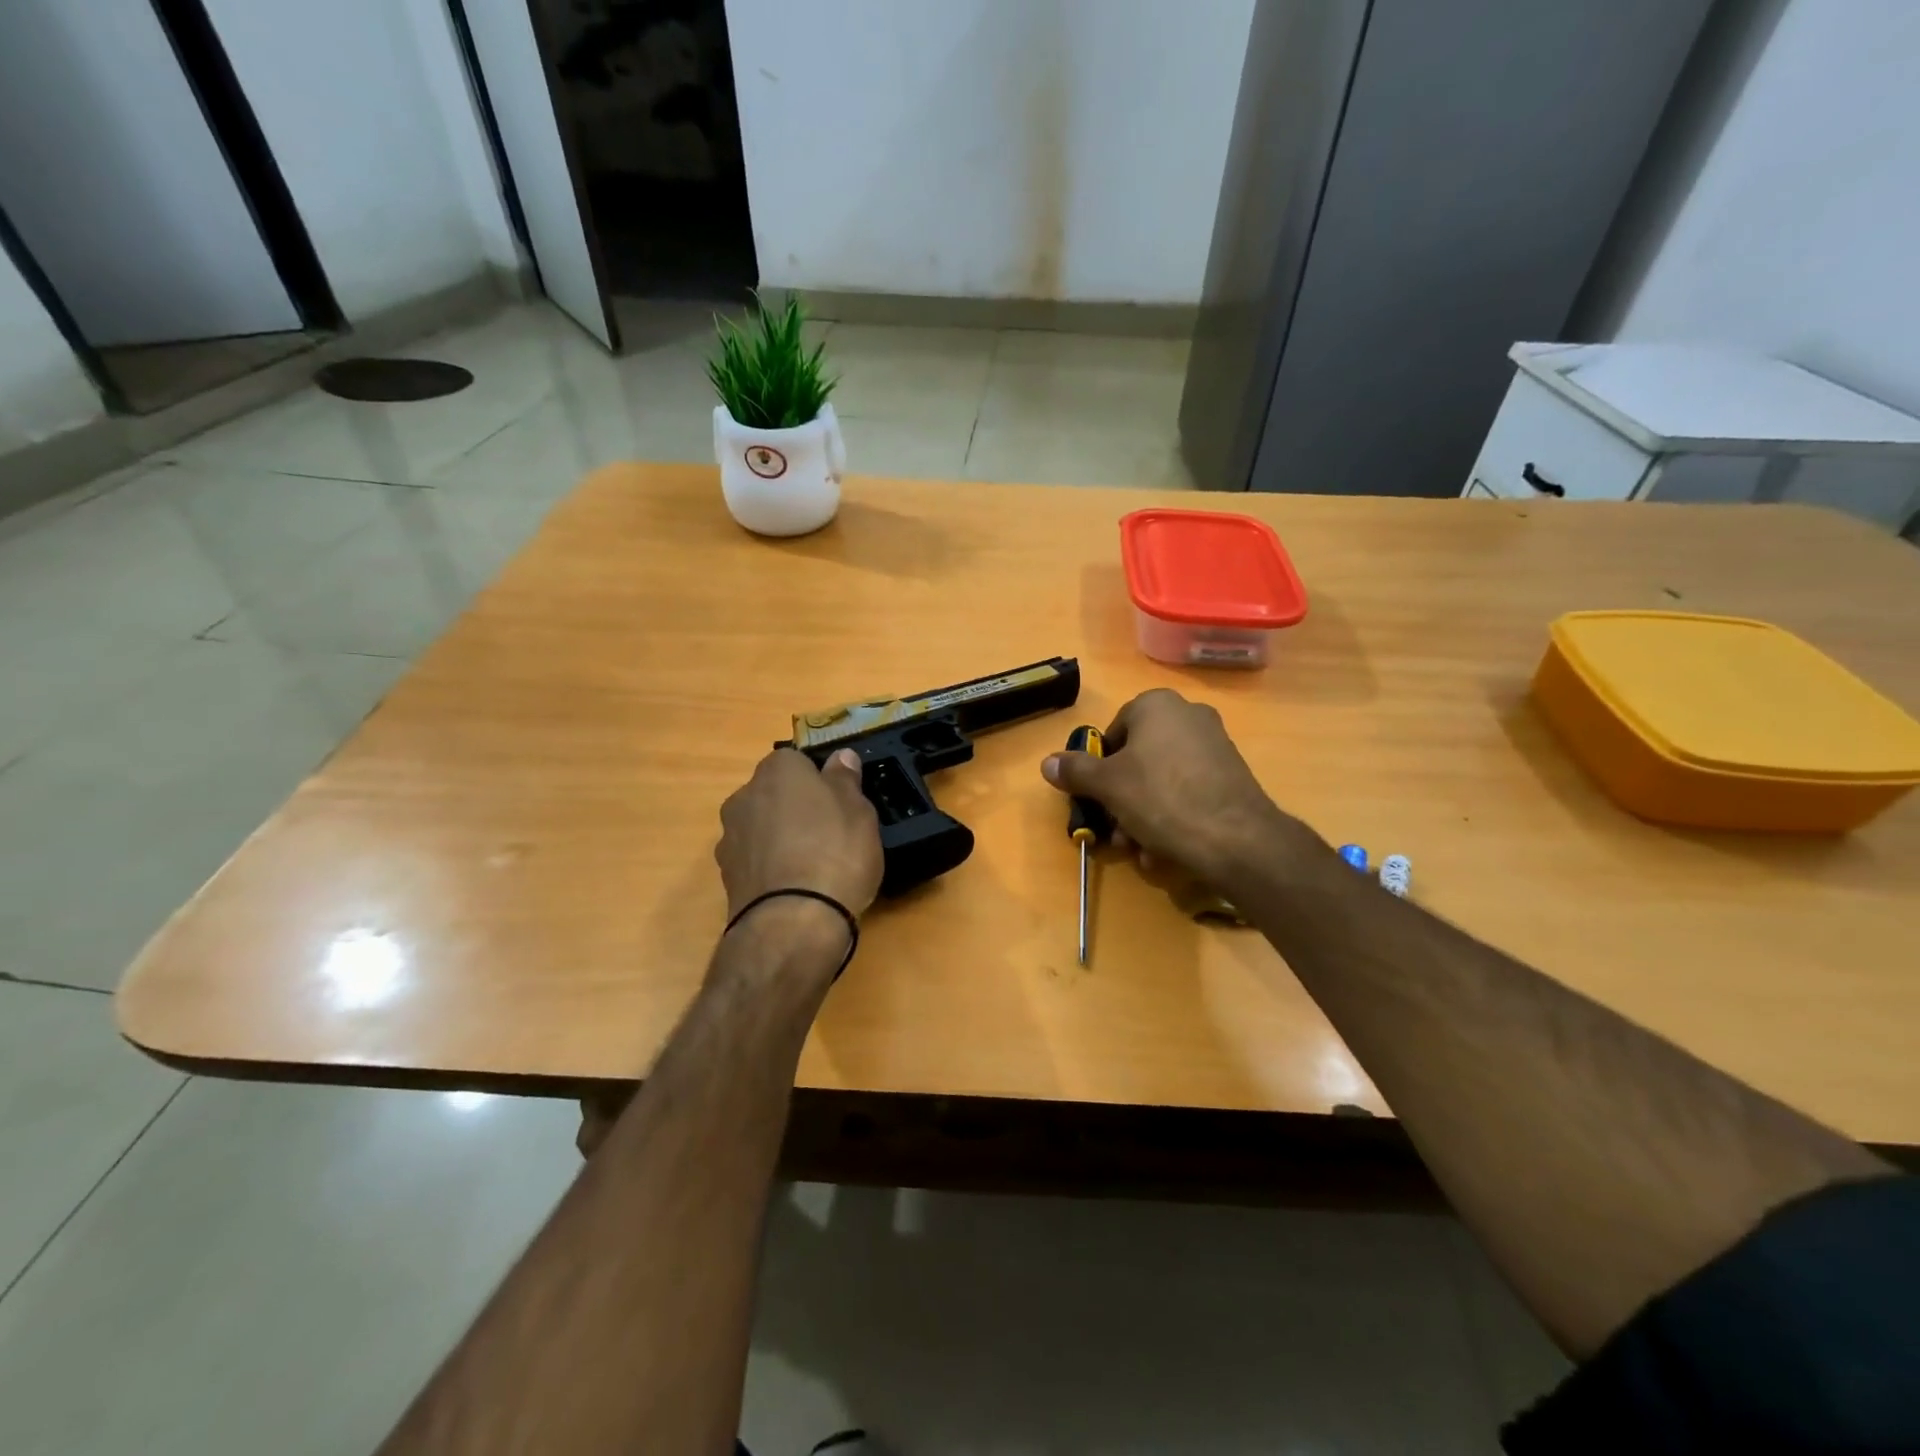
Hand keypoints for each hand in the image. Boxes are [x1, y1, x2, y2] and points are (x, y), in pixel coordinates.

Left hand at [716, 747, 883, 920]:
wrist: (792, 922)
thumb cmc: (835, 852)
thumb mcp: (859, 811)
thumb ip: (845, 780)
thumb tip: (840, 757)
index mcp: (777, 770)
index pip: (796, 761)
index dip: (819, 780)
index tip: (839, 803)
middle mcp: (744, 796)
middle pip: (774, 794)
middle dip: (795, 808)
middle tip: (829, 833)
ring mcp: (730, 837)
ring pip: (760, 828)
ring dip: (779, 839)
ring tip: (812, 867)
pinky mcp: (726, 876)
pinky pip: (754, 860)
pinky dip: (770, 868)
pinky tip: (793, 889)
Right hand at [1041, 689, 1310, 888]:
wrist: (1236, 838)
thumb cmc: (1161, 798)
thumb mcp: (1107, 785)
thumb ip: (1075, 770)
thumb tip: (1047, 762)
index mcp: (1156, 705)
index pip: (1113, 732)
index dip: (1098, 768)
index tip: (1095, 798)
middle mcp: (1188, 715)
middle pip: (1137, 760)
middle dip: (1121, 800)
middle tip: (1115, 832)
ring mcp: (1215, 745)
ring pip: (1161, 782)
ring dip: (1142, 816)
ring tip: (1140, 851)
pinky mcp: (1232, 776)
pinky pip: (1188, 793)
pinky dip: (1172, 819)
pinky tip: (1166, 852)